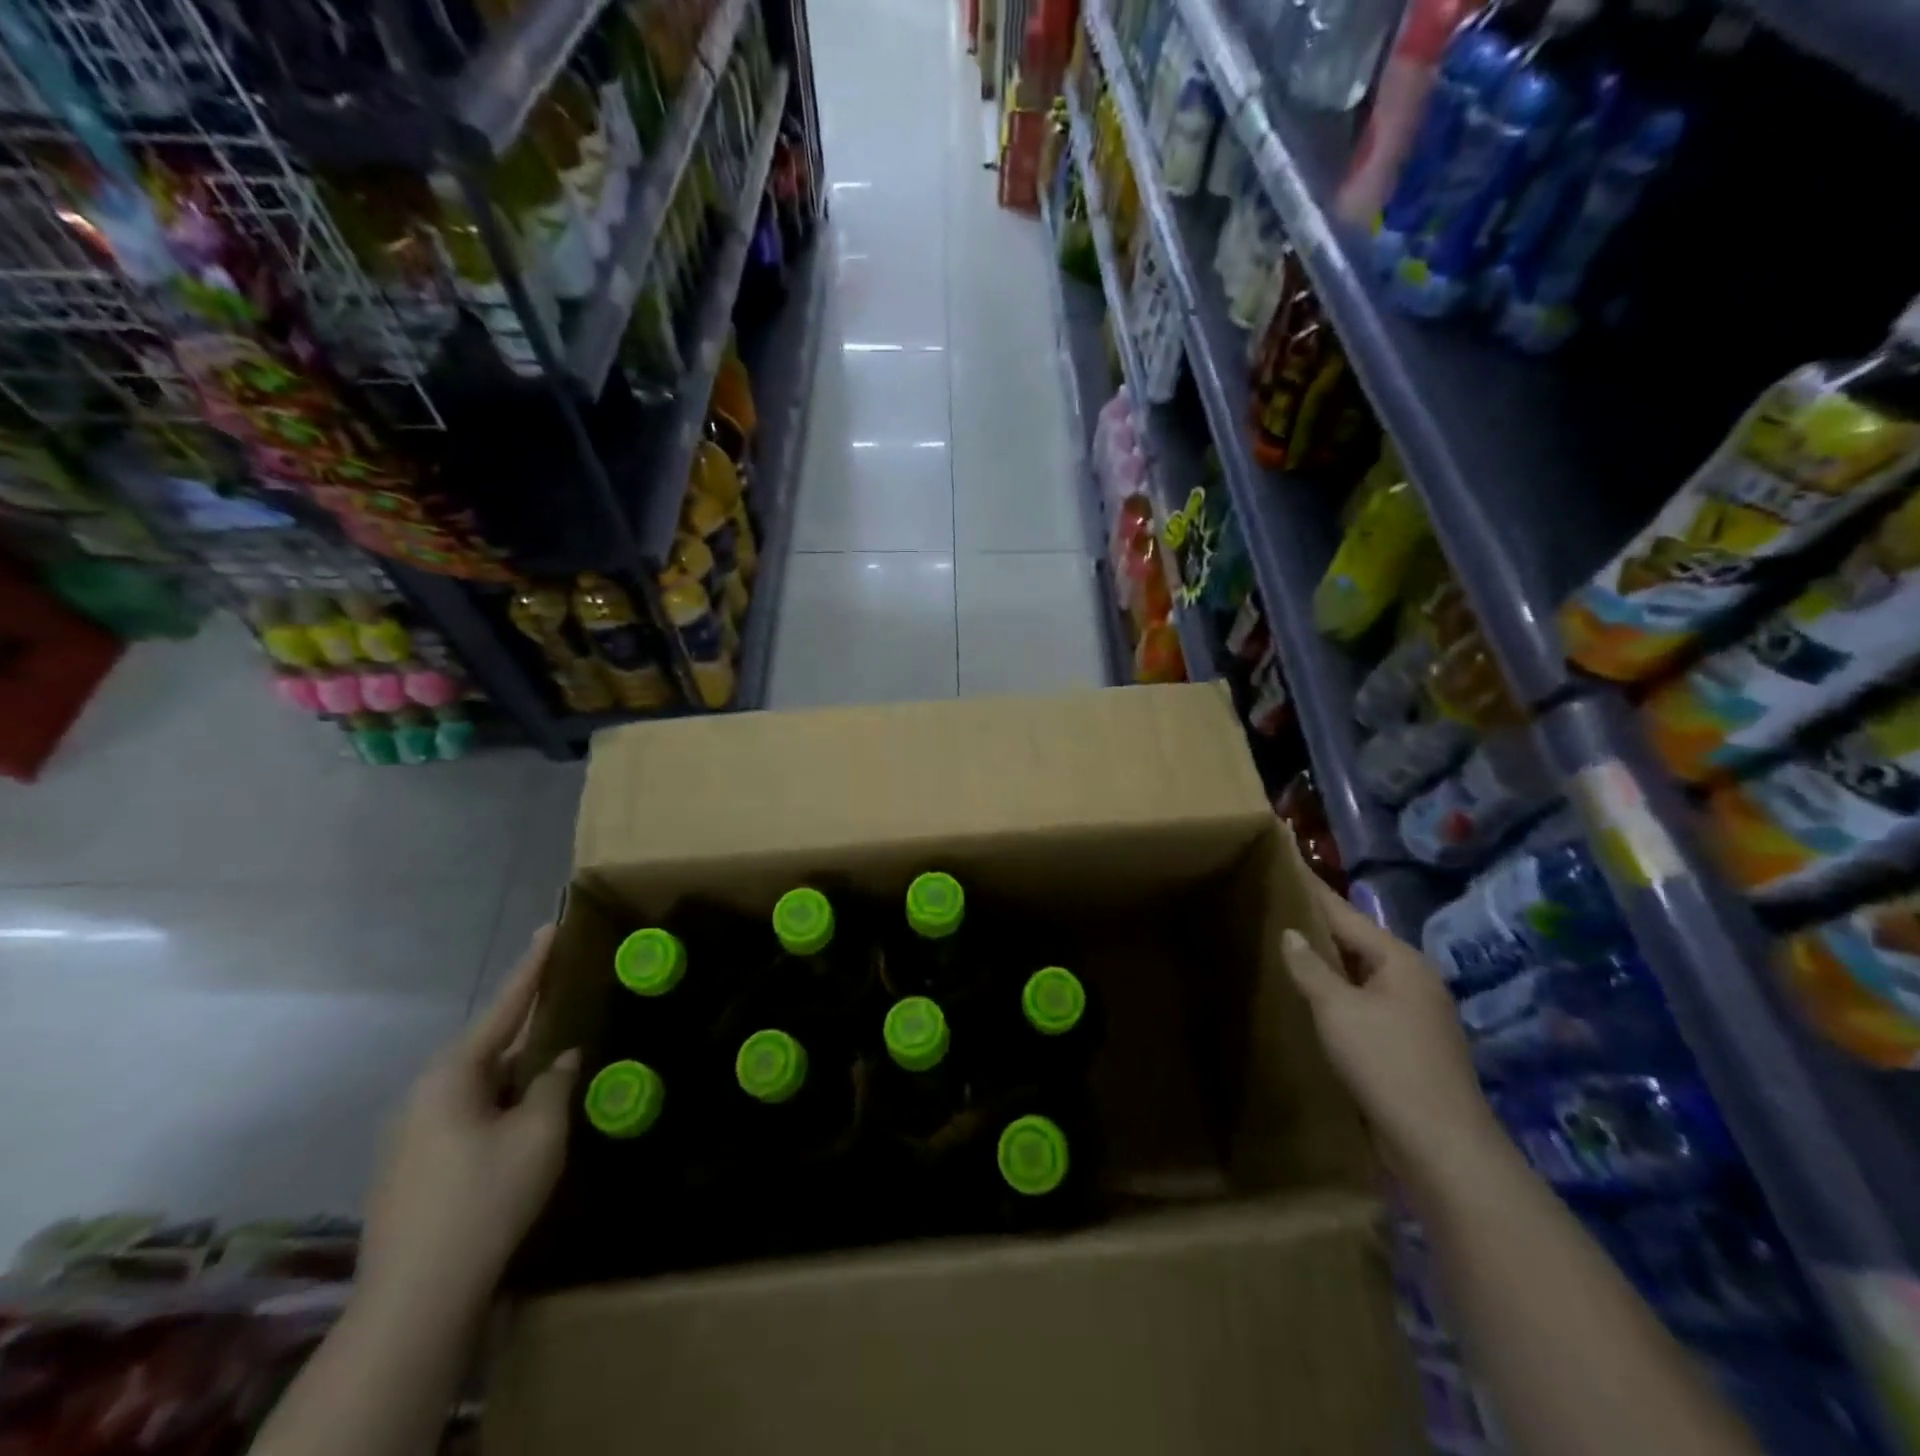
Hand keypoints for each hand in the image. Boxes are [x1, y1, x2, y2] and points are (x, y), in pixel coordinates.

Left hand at [357, 926, 579, 1315]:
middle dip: (529, 1028)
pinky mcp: (413, 1164)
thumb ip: (555, 1084)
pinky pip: (468, 1112)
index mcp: (452, 1074)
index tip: (551, 926)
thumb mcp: (539, 1132)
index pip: (505, 1005)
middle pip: (490, 1044)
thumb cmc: (485, 1197)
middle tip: (566, 1006)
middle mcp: (425, 1092)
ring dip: (517, 1074)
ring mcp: (412, 1131)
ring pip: (480, 1083)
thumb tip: (562, 1060)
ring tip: (555, 1072)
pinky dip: (501, 1103)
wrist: (416, 1297)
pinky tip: (524, 1121)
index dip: (534, 965)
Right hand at [1283, 879, 1501, 1177]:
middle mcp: (1414, 979)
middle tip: (1276, 905)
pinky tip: (1315, 998)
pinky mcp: (1412, 1044)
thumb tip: (1290, 933)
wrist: (1441, 1145)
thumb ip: (1310, 968)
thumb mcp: (1336, 1009)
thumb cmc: (1386, 1063)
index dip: (1313, 890)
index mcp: (1400, 960)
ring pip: (1363, 975)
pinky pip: (1367, 1003)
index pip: (1345, 914)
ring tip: (1288, 947)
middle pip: (1357, 942)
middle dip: (1319, 926)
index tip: (1287, 863)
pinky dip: (1340, 994)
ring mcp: (1417, 1014)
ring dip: (1329, 963)